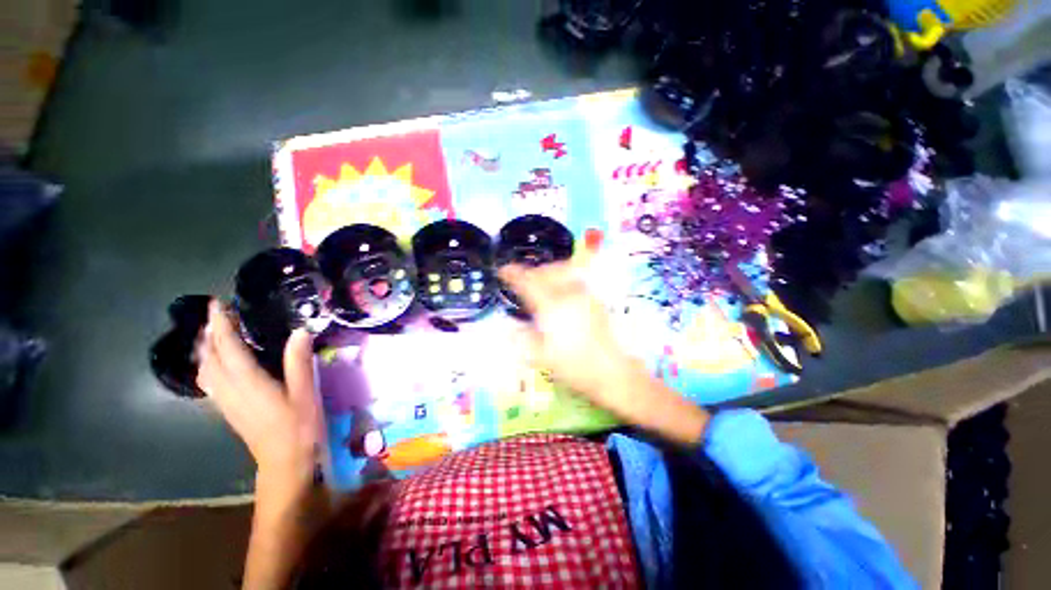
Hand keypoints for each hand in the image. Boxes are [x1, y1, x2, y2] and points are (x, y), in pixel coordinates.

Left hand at [197, 300, 321, 489]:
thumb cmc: (299, 426)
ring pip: (204, 370)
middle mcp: (229, 389)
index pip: (227, 347)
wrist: (285, 461)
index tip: (218, 303)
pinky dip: (208, 365)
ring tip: (214, 333)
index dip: (221, 324)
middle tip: (218, 314)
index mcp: (248, 382)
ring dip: (205, 349)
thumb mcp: (305, 392)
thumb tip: (300, 331)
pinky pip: (209, 381)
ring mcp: (225, 402)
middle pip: (209, 357)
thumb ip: (299, 361)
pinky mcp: (228, 410)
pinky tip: (217, 363)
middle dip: (209, 333)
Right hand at [499, 262, 707, 444]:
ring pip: (563, 271)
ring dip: (547, 272)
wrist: (613, 373)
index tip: (503, 270)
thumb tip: (509, 328)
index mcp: (551, 306)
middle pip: (546, 271)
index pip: (528, 282)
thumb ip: (523, 339)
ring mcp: (585, 295)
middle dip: (530, 271)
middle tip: (520, 279)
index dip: (513, 274)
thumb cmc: (575, 367)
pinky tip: (560, 292)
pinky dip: (562, 278)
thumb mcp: (542, 357)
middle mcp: (568, 294)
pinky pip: (575, 280)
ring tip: (540, 282)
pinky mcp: (596, 300)